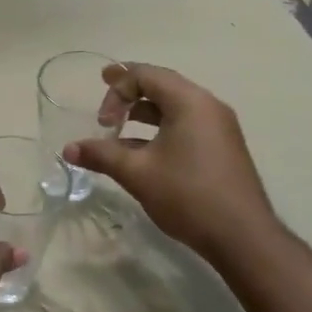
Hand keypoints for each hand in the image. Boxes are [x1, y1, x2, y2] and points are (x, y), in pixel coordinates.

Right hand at [64, 62, 276, 258]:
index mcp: (190, 102)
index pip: (147, 74)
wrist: (243, 237)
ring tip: (117, 134)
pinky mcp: (222, 148)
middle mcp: (208, 106)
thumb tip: (68, 149)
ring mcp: (219, 128)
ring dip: (143, 115)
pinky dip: (160, 130)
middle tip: (103, 114)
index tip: (99, 115)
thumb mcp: (137, 173)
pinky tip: (142, 155)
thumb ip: (101, 155)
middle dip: (128, 96)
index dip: (116, 86)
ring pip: (174, 108)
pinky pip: (186, 125)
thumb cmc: (188, 195)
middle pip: (162, 86)